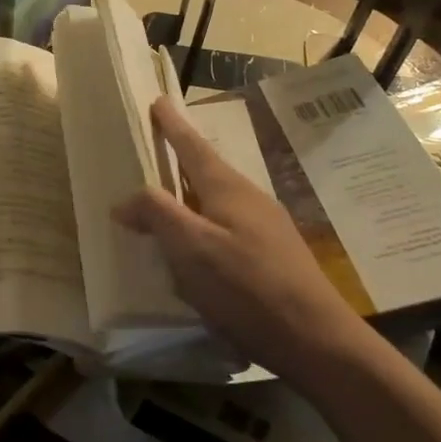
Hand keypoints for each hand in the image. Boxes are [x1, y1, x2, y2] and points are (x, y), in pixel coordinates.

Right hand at [113, 96, 360, 358]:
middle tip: (153, 150)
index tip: (157, 101)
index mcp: (228, 189)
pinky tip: (195, 250)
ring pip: (217, 200)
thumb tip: (124, 200)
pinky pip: (226, 226)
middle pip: (207, 170)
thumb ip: (157, 215)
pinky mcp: (271, 256)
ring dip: (190, 195)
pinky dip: (203, 224)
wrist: (316, 340)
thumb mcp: (191, 249)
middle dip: (180, 158)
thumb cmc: (247, 287)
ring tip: (165, 201)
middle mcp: (249, 199)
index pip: (192, 146)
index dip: (172, 125)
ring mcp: (265, 228)